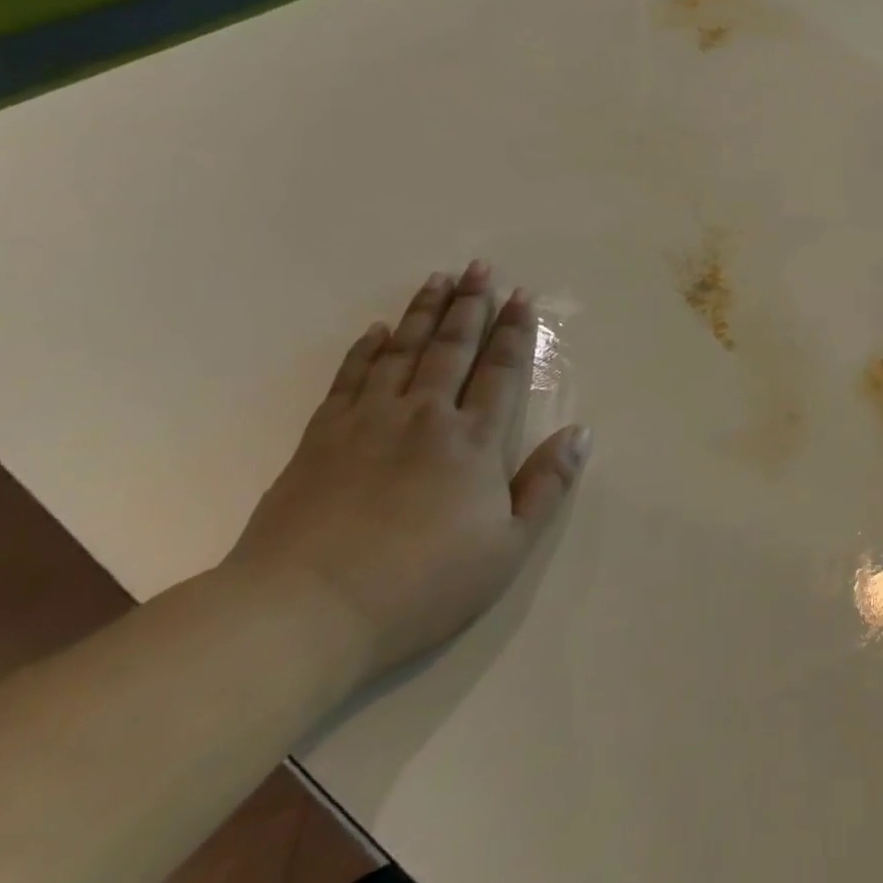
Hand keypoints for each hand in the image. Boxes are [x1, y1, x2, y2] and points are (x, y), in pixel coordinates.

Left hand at [227, 262, 591, 682]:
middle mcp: (424, 416)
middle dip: (470, 305)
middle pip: (452, 348)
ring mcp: (367, 422)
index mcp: (473, 441)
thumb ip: (547, 486)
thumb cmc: (420, 585)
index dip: (513, 331)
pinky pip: (349, 378)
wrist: (302, 614)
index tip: (521, 296)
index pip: (500, 371)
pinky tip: (376, 330)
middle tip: (479, 268)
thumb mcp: (507, 547)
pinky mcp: (320, 439)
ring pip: (403, 351)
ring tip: (438, 280)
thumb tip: (581, 432)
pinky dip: (365, 350)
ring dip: (423, 313)